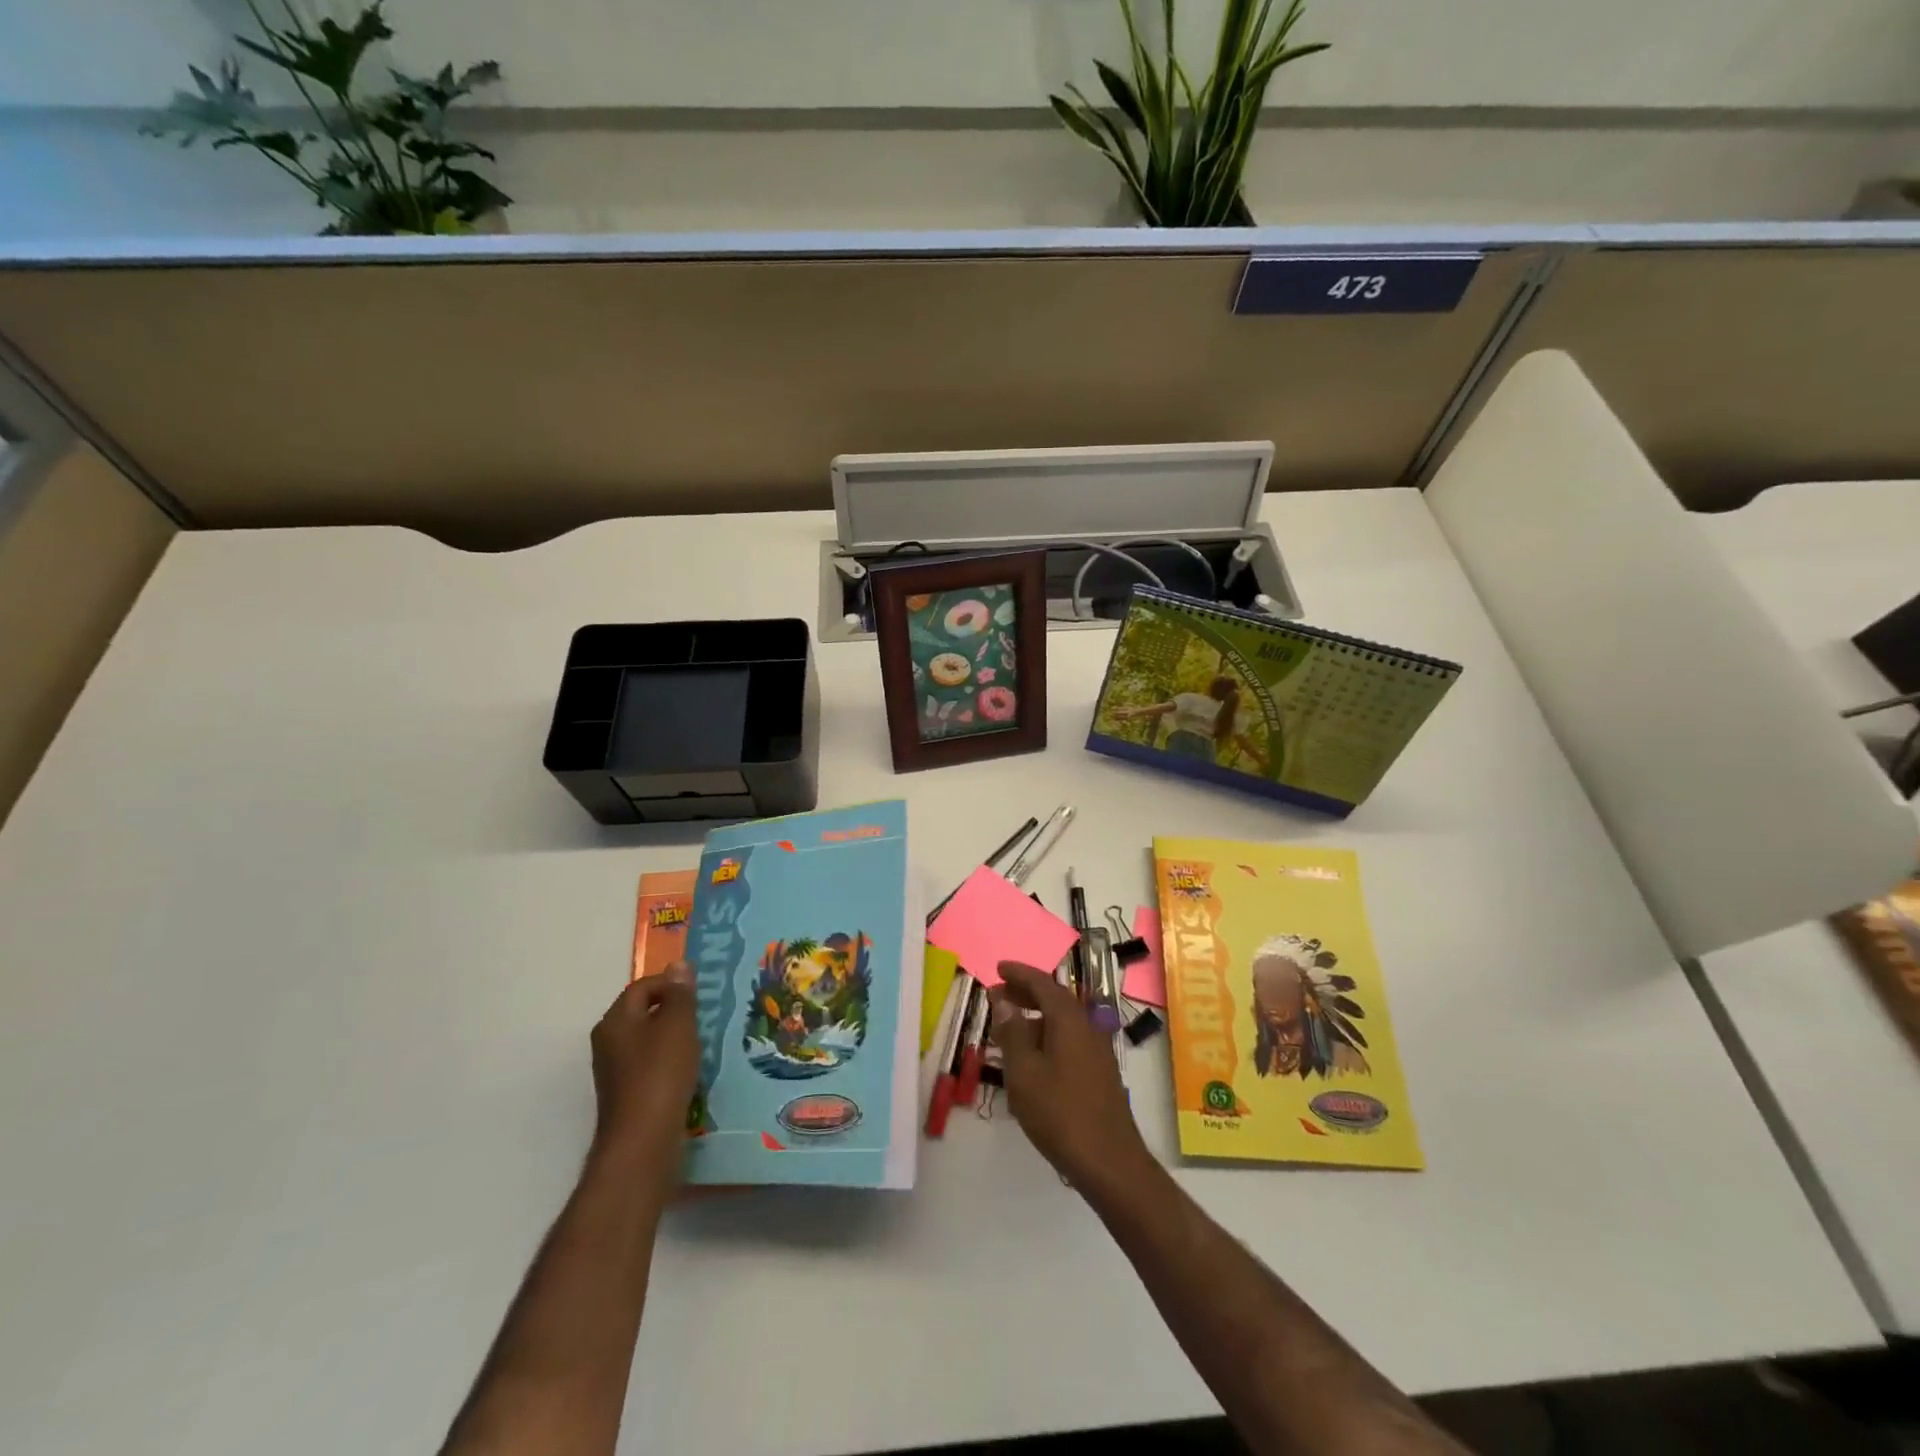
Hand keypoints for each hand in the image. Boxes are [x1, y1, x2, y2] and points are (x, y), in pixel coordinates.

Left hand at [590, 964, 698, 1167]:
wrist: (643, 1141)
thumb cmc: (660, 1073)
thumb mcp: (677, 1025)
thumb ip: (679, 994)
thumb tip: (678, 965)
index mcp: (615, 1021)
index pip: (642, 987)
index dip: (671, 984)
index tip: (700, 993)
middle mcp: (608, 1042)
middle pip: (642, 1012)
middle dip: (673, 1010)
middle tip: (704, 1014)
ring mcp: (615, 1071)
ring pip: (648, 1040)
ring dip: (673, 1037)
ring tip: (702, 1041)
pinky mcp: (627, 1094)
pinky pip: (650, 1065)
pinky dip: (670, 1061)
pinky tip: (690, 1070)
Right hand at [991, 961, 1154, 1192]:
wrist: (1109, 1161)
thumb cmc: (1060, 1112)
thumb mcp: (1024, 1072)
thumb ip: (1012, 1032)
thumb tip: (1003, 1000)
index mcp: (1069, 1019)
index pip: (1042, 983)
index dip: (1019, 973)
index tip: (999, 968)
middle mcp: (1086, 1026)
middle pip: (1054, 999)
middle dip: (1025, 993)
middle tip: (998, 994)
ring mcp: (1096, 1050)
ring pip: (1061, 1021)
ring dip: (1034, 1016)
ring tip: (1007, 1026)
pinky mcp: (1098, 1072)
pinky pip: (1068, 1039)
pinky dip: (1046, 1036)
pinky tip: (1030, 1057)